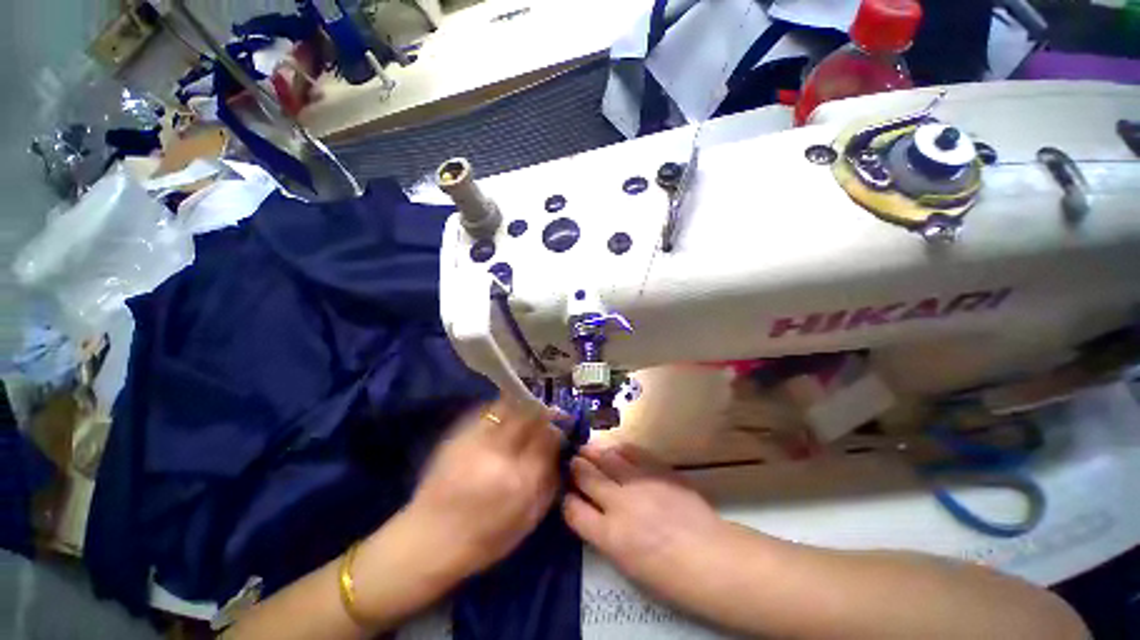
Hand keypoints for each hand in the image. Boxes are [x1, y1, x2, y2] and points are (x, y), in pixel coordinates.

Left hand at [402, 399, 563, 579]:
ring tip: (527, 412)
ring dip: (524, 406)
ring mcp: (476, 441)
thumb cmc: (484, 540)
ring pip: (509, 406)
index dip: (557, 428)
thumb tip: (560, 451)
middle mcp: (500, 454)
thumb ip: (550, 482)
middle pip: (530, 415)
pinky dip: (502, 409)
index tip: (560, 427)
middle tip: (547, 414)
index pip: (549, 437)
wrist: (427, 541)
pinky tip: (504, 419)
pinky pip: (487, 410)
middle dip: (543, 411)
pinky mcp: (458, 435)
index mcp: (521, 480)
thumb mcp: (528, 520)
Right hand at [563, 442, 729, 601]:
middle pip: (586, 476)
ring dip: (592, 451)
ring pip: (606, 458)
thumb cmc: (671, 578)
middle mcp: (619, 504)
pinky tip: (615, 447)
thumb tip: (595, 515)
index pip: (573, 510)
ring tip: (586, 448)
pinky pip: (632, 452)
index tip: (568, 495)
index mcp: (609, 536)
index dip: (567, 500)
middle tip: (573, 461)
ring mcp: (639, 483)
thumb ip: (606, 536)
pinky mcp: (658, 470)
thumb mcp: (628, 566)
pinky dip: (619, 448)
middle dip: (576, 467)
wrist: (712, 558)